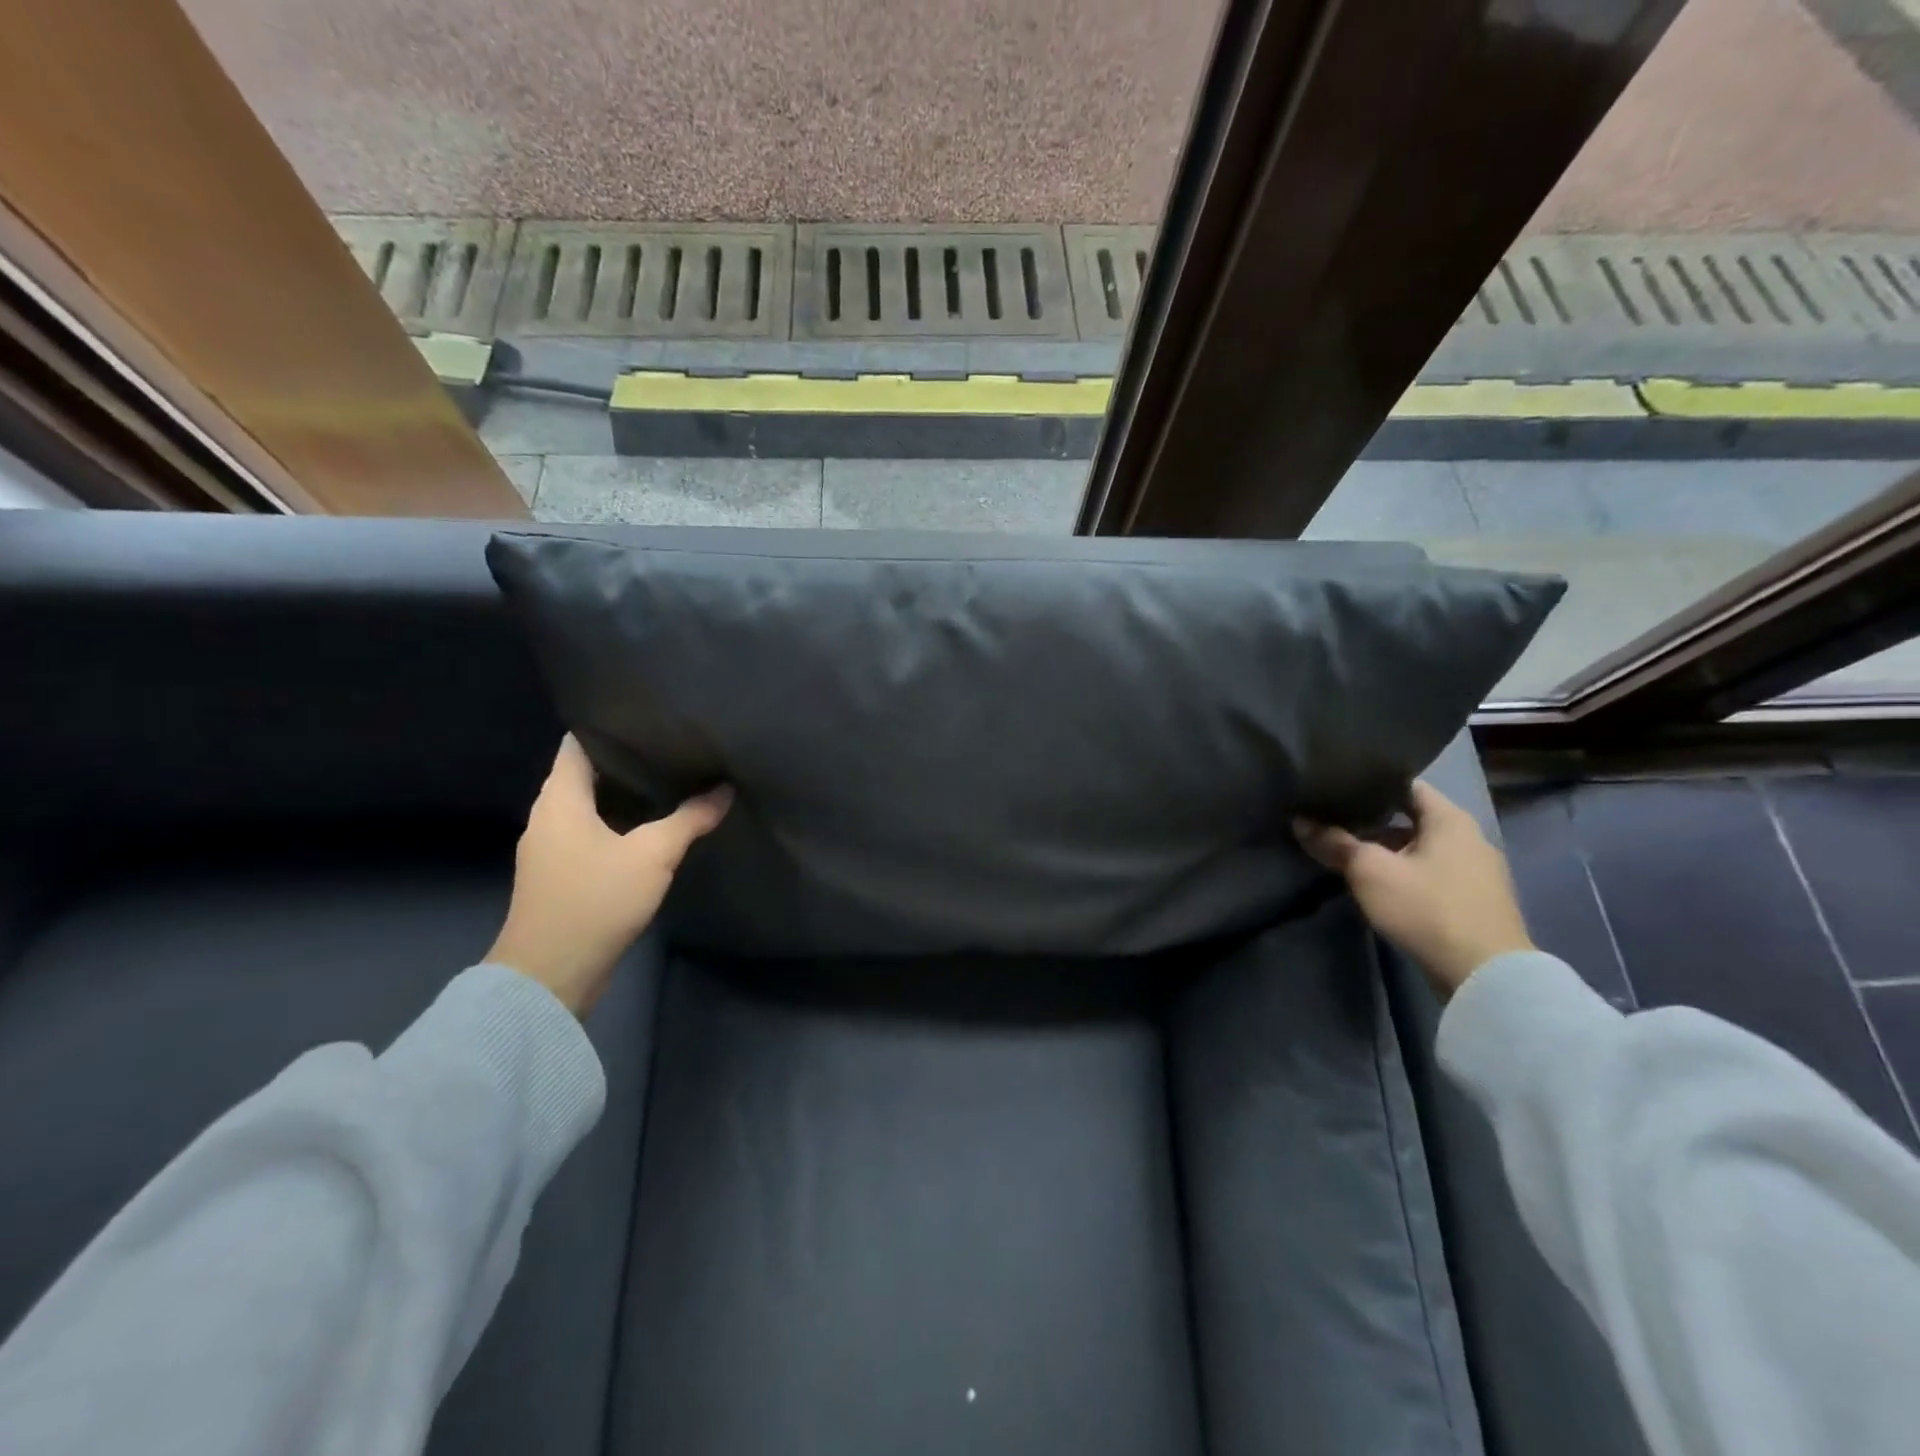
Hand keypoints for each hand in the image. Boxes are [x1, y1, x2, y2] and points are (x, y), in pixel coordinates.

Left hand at [486, 736, 731, 1015]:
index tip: (649, 717)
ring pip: (590, 804)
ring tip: (671, 779)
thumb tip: (724, 790)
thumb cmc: (595, 900)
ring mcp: (551, 847)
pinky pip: (591, 832)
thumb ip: (689, 819)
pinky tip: (653, 826)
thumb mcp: (652, 855)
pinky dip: (619, 822)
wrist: (550, 975)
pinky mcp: (561, 874)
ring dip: (625, 794)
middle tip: (672, 746)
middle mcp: (548, 816)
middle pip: (586, 772)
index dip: (610, 725)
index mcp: (559, 799)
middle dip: (627, 759)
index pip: (578, 742)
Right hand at [1294, 780, 1532, 998]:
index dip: (1370, 784)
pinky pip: (1434, 873)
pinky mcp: (1476, 901)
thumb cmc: (1426, 908)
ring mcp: (1478, 871)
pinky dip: (1408, 872)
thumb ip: (1335, 843)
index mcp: (1450, 819)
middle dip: (1374, 821)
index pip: (1405, 785)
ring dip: (1390, 850)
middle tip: (1335, 822)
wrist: (1485, 975)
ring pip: (1422, 848)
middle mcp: (1470, 837)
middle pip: (1413, 818)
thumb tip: (1300, 821)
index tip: (1338, 789)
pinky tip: (1382, 885)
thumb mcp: (1370, 872)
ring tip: (1351, 855)